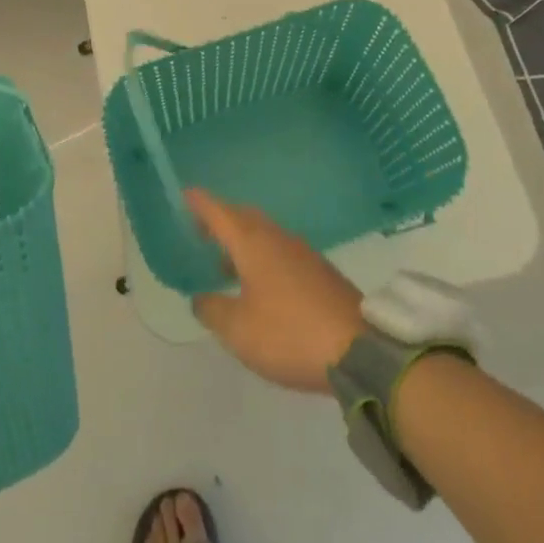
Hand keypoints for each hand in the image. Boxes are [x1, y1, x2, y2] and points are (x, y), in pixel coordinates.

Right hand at [187, 189, 364, 393]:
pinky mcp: (319, 272)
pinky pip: (280, 251)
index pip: (220, 213)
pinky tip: (257, 283)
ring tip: (223, 261)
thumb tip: (201, 298)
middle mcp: (277, 239)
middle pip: (243, 218)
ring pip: (264, 234)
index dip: (200, 203)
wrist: (359, 349)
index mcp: (253, 244)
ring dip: (241, 240)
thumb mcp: (239, 330)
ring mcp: (302, 253)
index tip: (184, 193)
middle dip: (221, 219)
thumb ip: (213, 310)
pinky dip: (261, 256)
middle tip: (200, 228)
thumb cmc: (289, 333)